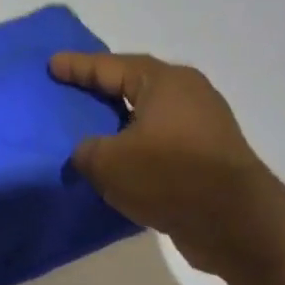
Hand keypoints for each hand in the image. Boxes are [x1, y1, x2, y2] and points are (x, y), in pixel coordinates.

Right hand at [51, 53, 284, 277]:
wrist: (232, 220)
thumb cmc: (168, 176)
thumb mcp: (108, 162)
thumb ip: (86, 150)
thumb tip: (87, 152)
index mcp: (164, 82)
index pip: (111, 67)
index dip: (78, 67)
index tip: (52, 64)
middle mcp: (188, 95)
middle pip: (134, 87)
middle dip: (102, 90)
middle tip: (72, 92)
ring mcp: (202, 127)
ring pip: (148, 118)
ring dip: (119, 125)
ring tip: (90, 133)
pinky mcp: (206, 158)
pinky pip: (159, 145)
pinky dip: (136, 151)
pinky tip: (118, 165)